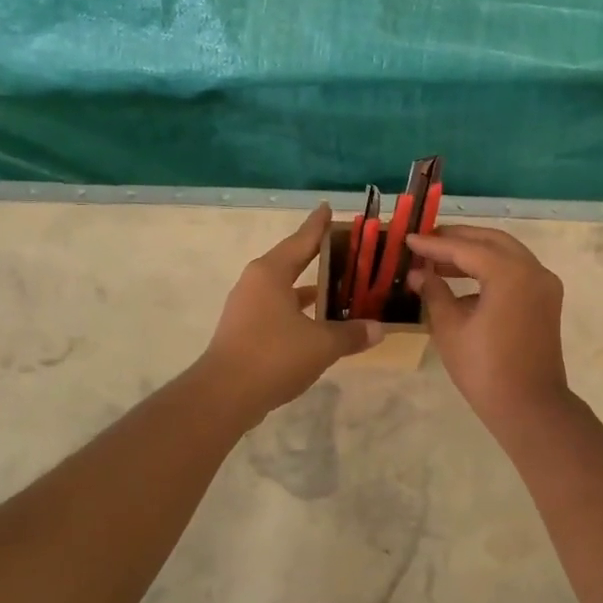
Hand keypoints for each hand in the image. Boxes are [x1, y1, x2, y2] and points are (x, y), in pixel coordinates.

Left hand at [199, 204, 381, 418]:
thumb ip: (351, 333)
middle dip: (317, 255)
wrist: (224, 395)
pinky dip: (299, 310)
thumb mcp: (322, 344)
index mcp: (271, 272)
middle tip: (344, 247)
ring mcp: (247, 307)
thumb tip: (378, 329)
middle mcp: (256, 282)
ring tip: (338, 284)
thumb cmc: (274, 356)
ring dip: (309, 286)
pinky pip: (278, 309)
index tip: (328, 207)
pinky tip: (318, 320)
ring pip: (284, 287)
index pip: (302, 240)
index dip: (318, 225)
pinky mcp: (244, 330)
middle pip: (292, 260)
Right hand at [407, 226, 570, 430]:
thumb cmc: (484, 369)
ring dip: (474, 253)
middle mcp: (533, 270)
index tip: (408, 239)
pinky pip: (515, 271)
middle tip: (426, 241)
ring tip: (439, 260)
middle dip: (458, 238)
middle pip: (491, 241)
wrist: (530, 408)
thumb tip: (418, 273)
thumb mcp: (450, 328)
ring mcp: (544, 284)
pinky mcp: (545, 300)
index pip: (465, 248)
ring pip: (506, 254)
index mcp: (510, 273)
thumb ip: (434, 292)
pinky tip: (462, 283)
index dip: (434, 244)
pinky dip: (490, 269)